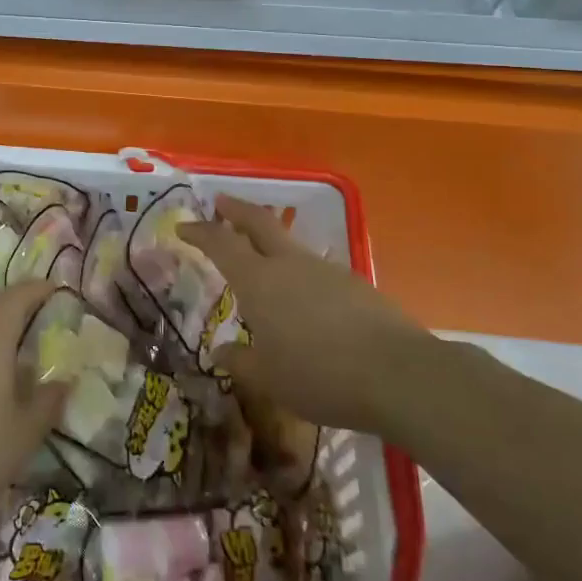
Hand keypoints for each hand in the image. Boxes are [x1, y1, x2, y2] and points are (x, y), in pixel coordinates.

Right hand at [182, 196, 420, 434]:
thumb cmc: (319, 375)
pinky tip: (303, 299)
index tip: (183, 226)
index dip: (200, 232)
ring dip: (269, 242)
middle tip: (219, 201)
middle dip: (235, 209)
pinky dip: (298, 272)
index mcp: (259, 281)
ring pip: (289, 245)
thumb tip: (221, 352)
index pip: (221, 244)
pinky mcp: (355, 285)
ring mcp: (326, 270)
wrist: (398, 374)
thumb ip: (241, 362)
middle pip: (258, 223)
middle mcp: (290, 264)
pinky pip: (315, 270)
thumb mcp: (269, 379)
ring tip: (260, 259)